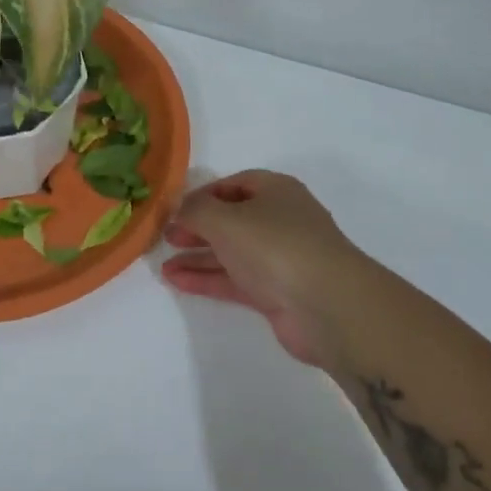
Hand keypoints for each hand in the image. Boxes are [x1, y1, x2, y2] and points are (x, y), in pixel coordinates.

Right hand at [162, 170, 366, 366]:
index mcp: (276, 191)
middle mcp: (280, 220)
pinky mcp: (276, 292)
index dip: (203, 193)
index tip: (174, 209)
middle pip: (232, 218)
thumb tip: (178, 209)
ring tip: (163, 264)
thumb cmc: (274, 246)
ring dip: (198, 256)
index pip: (234, 183)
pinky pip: (234, 279)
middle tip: (167, 237)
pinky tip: (177, 281)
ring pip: (231, 252)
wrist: (327, 306)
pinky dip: (207, 278)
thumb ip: (194, 210)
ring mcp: (280, 258)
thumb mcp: (224, 218)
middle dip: (198, 227)